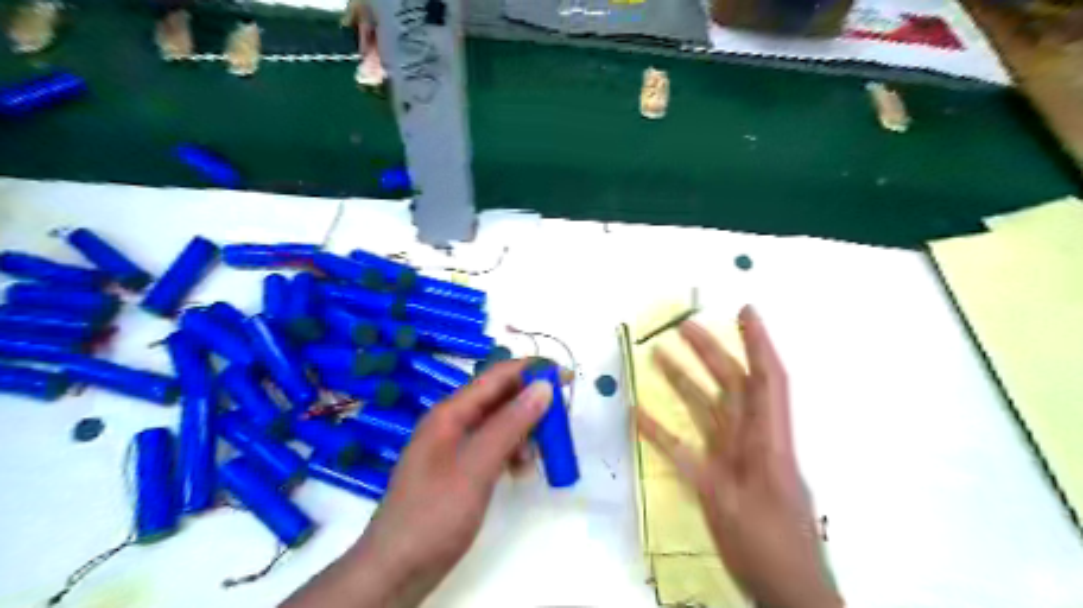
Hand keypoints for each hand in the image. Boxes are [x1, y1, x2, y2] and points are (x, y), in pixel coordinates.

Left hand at [283, 360, 552, 606]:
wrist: (395, 570)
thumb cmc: (435, 515)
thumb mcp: (477, 467)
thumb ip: (510, 425)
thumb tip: (543, 387)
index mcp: (450, 412)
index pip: (497, 376)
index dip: (532, 371)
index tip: (565, 377)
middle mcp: (452, 422)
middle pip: (499, 398)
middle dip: (530, 404)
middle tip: (559, 423)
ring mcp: (453, 446)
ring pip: (498, 424)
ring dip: (522, 432)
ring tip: (534, 458)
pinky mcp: (458, 469)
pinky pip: (491, 447)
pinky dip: (510, 453)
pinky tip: (519, 472)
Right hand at [637, 307, 840, 606]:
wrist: (785, 590)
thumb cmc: (768, 547)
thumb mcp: (735, 506)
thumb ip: (704, 468)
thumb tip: (679, 432)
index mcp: (767, 441)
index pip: (767, 380)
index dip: (759, 343)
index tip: (746, 312)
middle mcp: (750, 439)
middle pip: (732, 385)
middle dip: (711, 351)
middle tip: (683, 326)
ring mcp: (731, 455)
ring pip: (708, 408)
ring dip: (686, 381)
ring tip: (658, 355)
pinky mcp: (715, 474)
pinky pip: (684, 445)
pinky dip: (662, 429)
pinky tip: (639, 414)